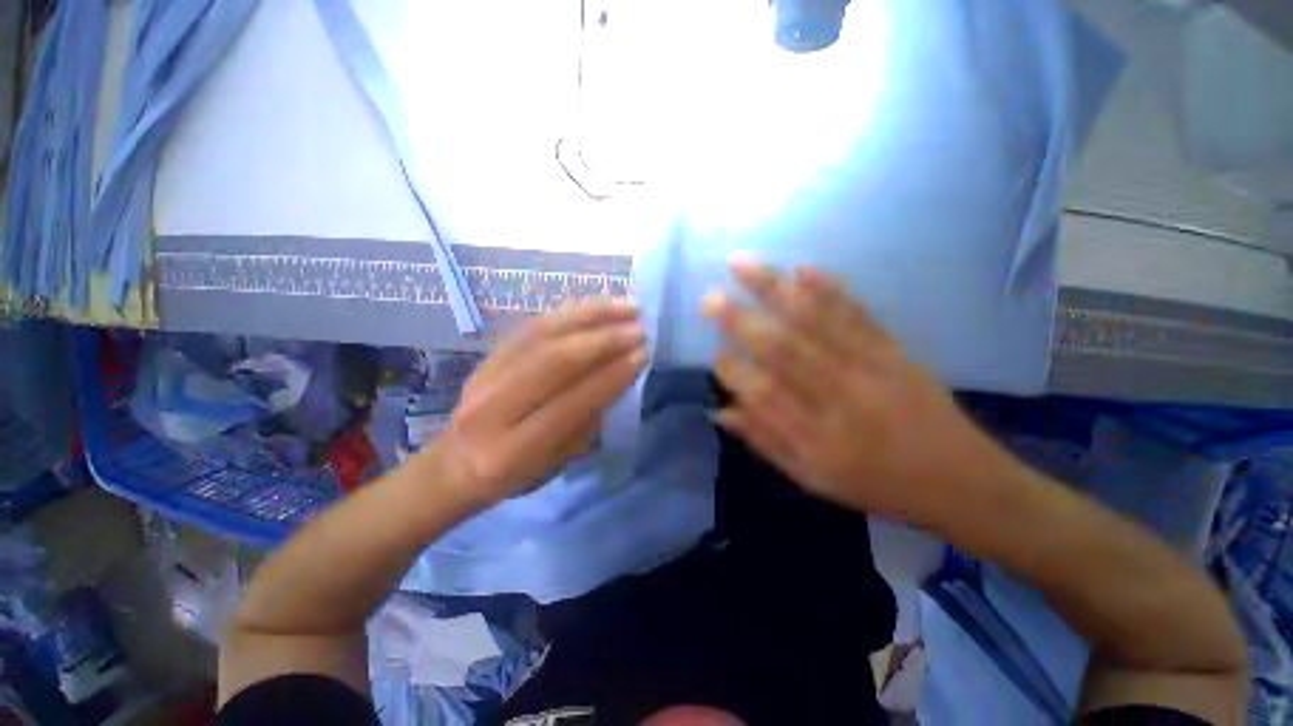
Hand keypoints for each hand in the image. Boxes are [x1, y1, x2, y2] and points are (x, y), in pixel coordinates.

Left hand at [431, 301, 646, 506]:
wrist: (456, 461)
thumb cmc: (516, 474)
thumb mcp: (558, 463)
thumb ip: (587, 421)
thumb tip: (619, 375)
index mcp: (512, 452)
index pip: (571, 404)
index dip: (611, 376)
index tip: (643, 355)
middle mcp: (492, 409)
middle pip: (554, 361)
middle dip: (604, 340)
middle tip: (640, 329)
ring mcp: (485, 375)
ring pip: (543, 334)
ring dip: (591, 316)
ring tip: (627, 307)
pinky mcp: (488, 354)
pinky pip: (533, 324)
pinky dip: (571, 312)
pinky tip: (597, 307)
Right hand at [704, 259, 1014, 524]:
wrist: (962, 482)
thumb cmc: (877, 486)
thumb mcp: (813, 480)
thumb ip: (764, 442)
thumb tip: (721, 410)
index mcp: (818, 440)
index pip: (762, 395)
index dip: (732, 371)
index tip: (713, 353)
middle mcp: (841, 400)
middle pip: (782, 350)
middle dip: (740, 321)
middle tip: (709, 299)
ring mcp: (872, 370)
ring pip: (814, 321)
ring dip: (774, 289)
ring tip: (741, 265)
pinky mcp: (896, 351)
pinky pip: (858, 314)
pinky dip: (829, 288)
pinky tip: (801, 268)